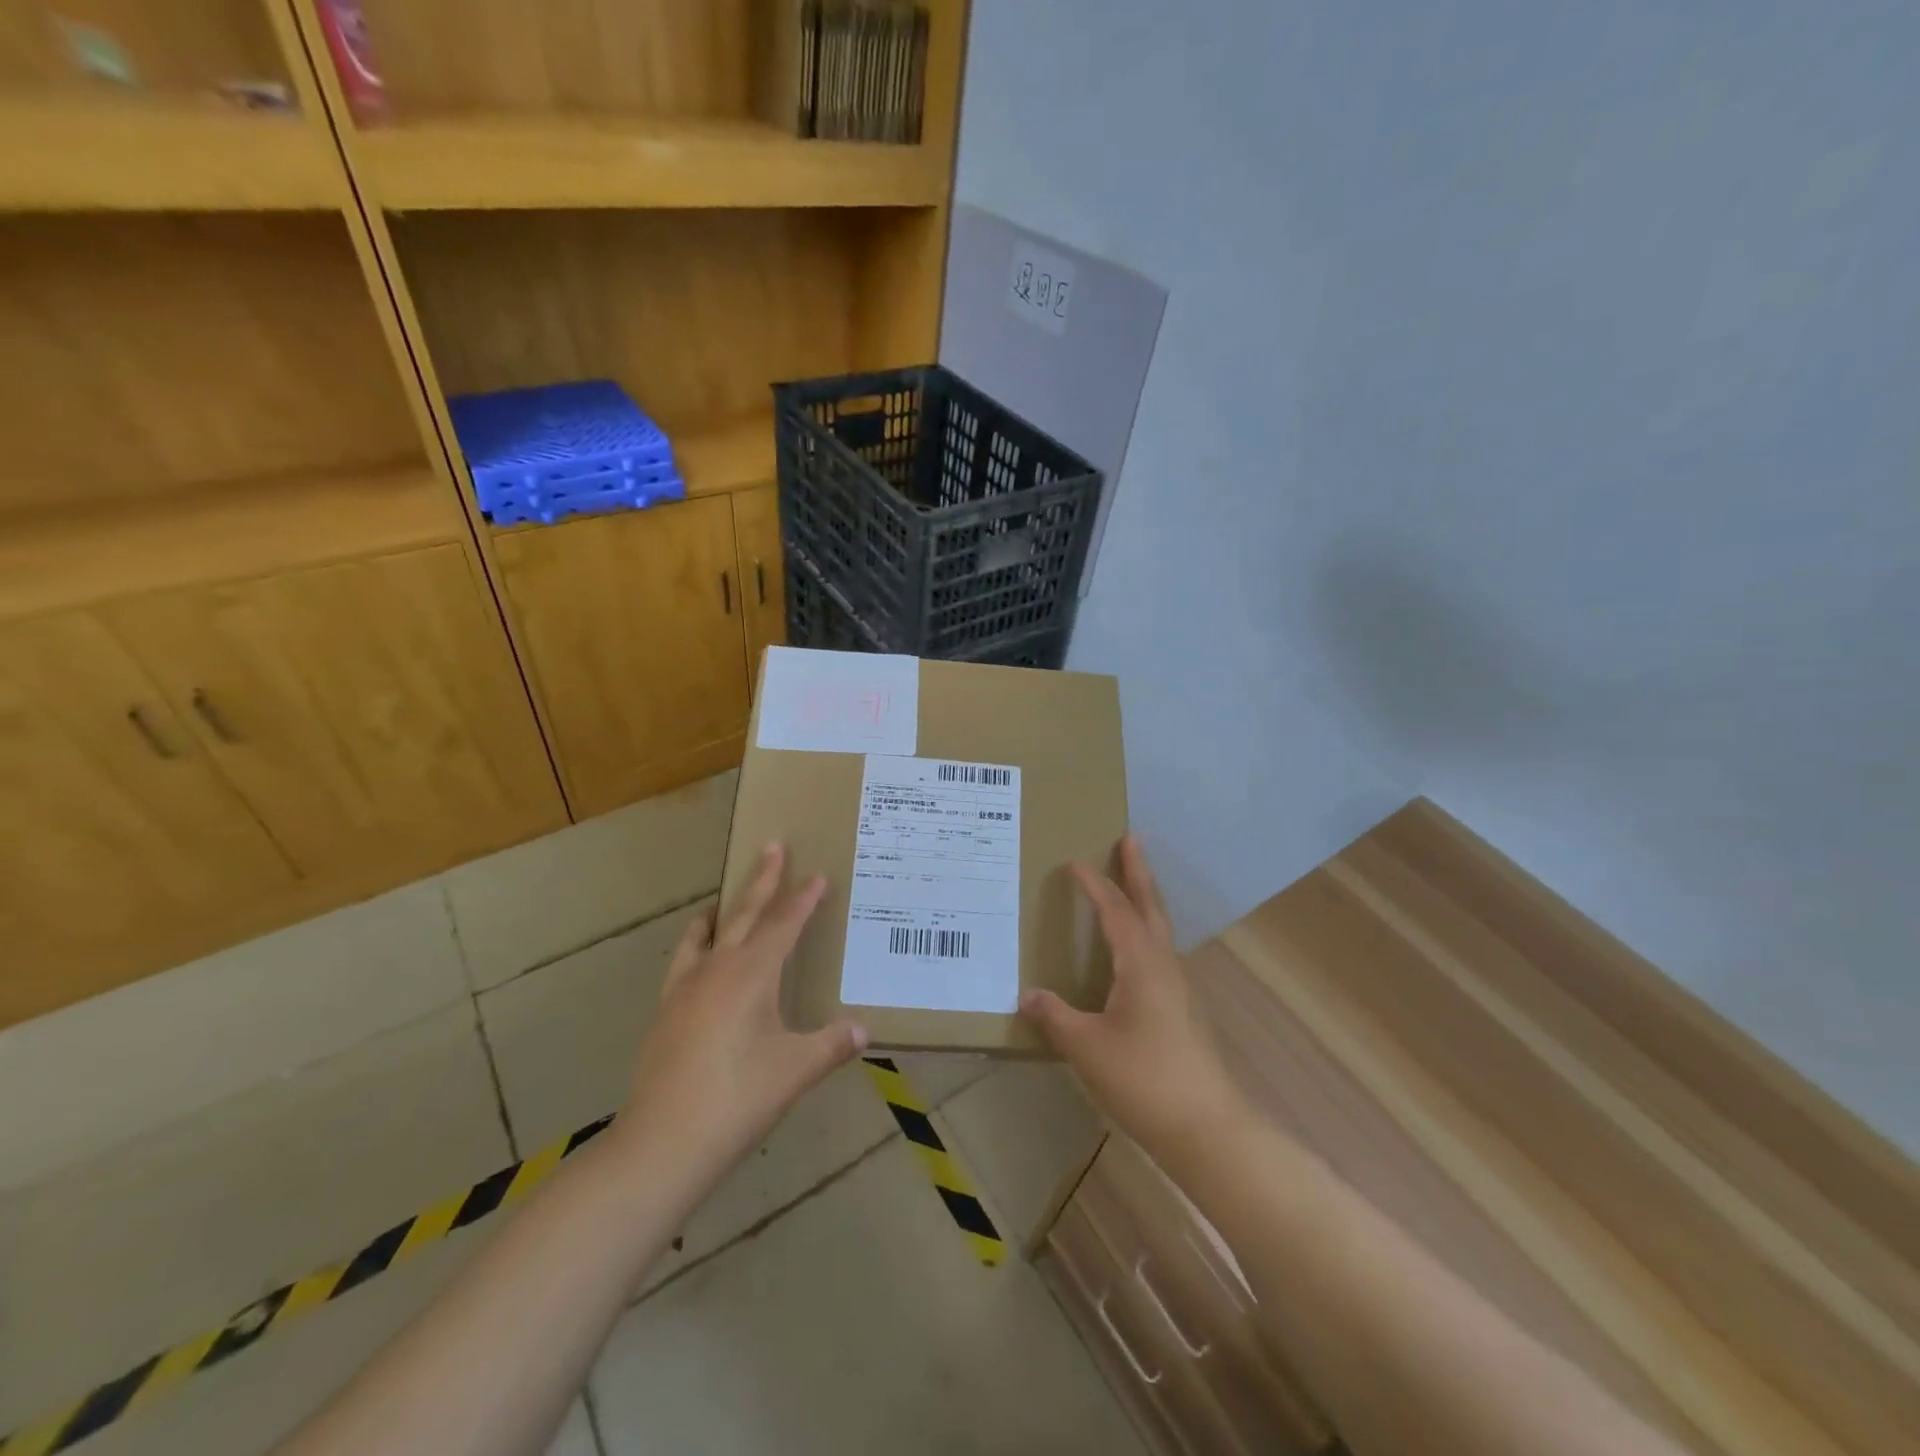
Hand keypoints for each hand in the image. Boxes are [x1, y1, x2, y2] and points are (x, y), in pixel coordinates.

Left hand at [618, 844, 866, 1182]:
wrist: (662, 1145)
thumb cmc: (737, 1100)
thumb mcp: (794, 1071)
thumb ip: (831, 1045)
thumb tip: (864, 1030)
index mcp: (751, 975)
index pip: (783, 925)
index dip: (803, 899)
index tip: (817, 875)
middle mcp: (716, 970)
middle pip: (744, 914)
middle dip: (762, 880)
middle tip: (772, 846)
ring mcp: (684, 989)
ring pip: (706, 934)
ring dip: (723, 911)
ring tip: (725, 900)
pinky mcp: (665, 1013)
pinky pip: (684, 962)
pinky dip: (696, 946)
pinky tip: (699, 962)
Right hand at [1020, 837, 1244, 1156]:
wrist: (1207, 1128)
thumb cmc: (1144, 1079)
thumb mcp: (1086, 1047)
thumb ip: (1055, 1016)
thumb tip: (1027, 995)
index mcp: (1141, 963)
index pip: (1114, 910)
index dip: (1094, 884)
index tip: (1074, 861)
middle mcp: (1163, 965)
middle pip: (1150, 906)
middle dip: (1138, 871)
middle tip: (1130, 839)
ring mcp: (1177, 987)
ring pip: (1159, 929)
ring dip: (1144, 899)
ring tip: (1129, 884)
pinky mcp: (1181, 1009)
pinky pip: (1160, 952)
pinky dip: (1145, 931)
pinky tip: (1133, 951)